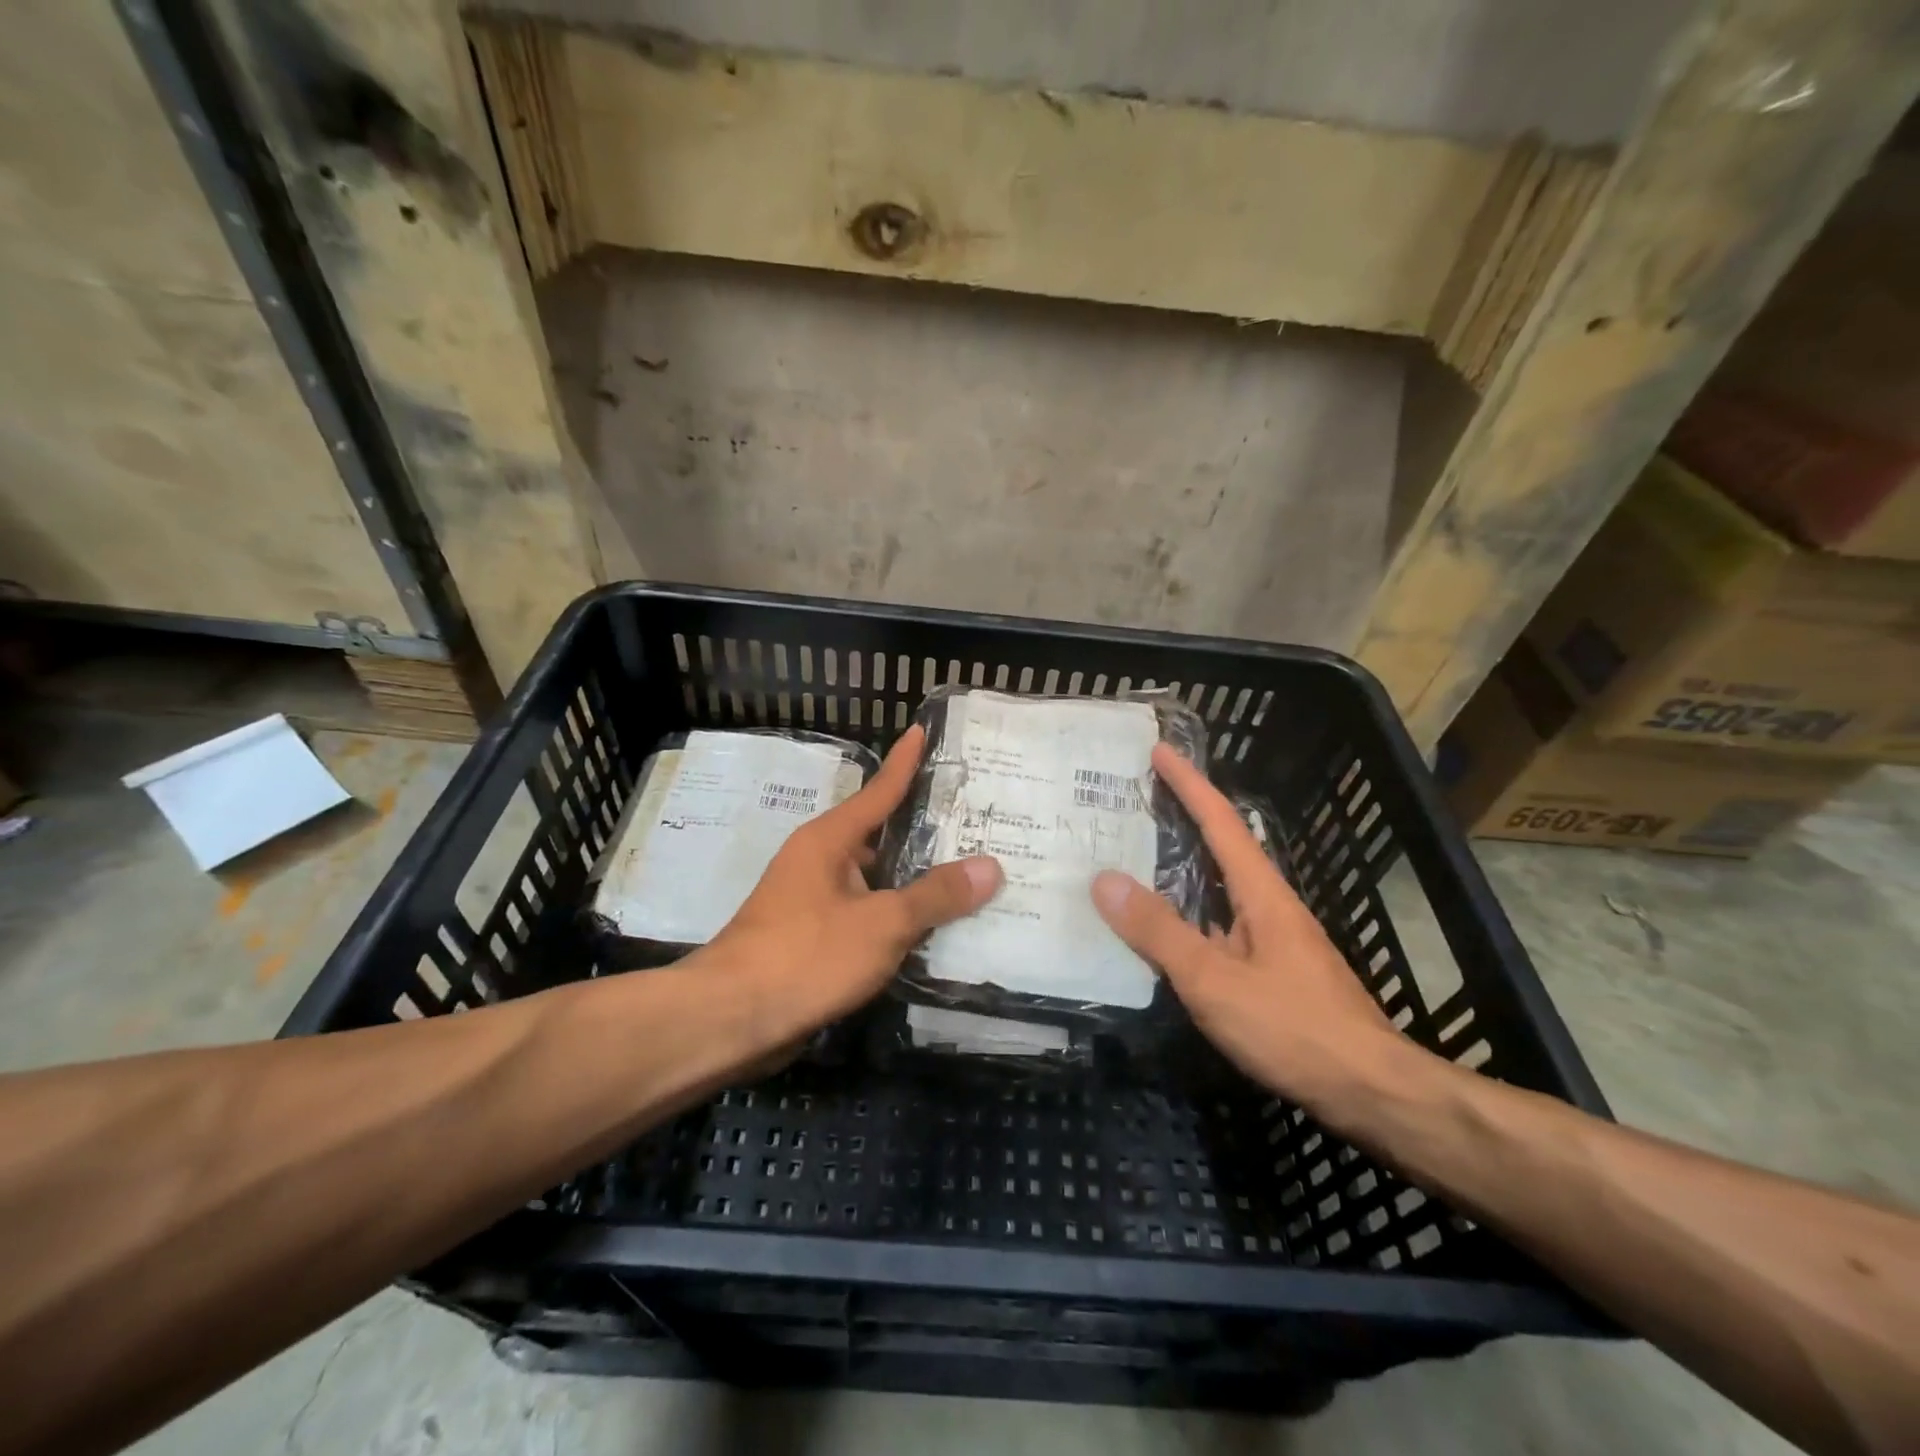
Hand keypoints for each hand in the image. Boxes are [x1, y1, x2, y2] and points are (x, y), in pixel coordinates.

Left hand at [702, 725, 1002, 1053]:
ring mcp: (815, 902)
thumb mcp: (881, 923)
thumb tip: (990, 867)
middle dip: (926, 830)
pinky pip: (868, 916)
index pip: (879, 790)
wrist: (731, 1021)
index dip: (906, 762)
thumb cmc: (805, 955)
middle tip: (977, 820)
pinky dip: (899, 918)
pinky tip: (935, 929)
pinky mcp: (814, 940)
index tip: (923, 730)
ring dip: (916, 880)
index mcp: (830, 840)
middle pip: (882, 836)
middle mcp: (820, 862)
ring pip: (877, 881)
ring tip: (970, 874)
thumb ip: (935, 896)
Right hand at [1091, 743, 1410, 1113]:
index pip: (1220, 821)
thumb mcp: (1215, 980)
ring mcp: (1274, 940)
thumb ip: (1159, 932)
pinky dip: (1188, 914)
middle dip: (1181, 818)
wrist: (1373, 1092)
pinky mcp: (1273, 972)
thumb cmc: (1294, 1029)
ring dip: (1181, 868)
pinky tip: (1163, 933)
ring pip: (1218, 890)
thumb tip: (1104, 880)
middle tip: (1131, 804)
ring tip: (1134, 860)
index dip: (1189, 783)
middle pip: (1221, 847)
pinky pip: (1220, 926)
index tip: (1159, 751)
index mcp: (1261, 893)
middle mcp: (1269, 906)